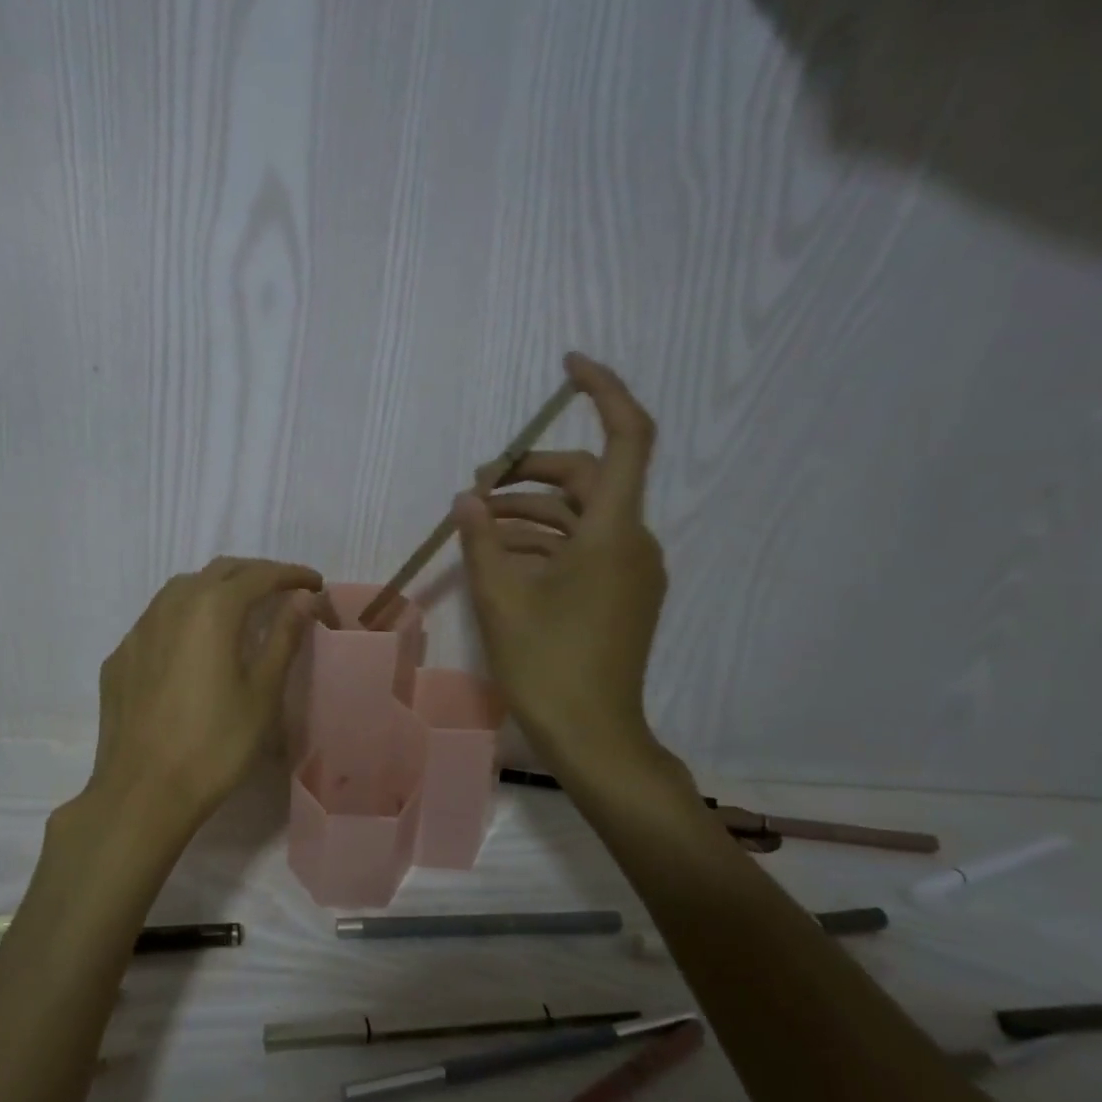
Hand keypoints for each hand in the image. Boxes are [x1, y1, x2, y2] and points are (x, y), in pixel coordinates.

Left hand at [65, 557, 322, 868]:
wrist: (142, 793)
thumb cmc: (215, 745)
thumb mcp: (262, 693)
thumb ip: (284, 637)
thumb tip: (304, 599)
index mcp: (212, 610)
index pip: (258, 575)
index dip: (290, 574)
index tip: (315, 583)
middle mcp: (171, 606)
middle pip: (219, 572)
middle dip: (255, 574)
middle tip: (283, 591)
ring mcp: (138, 630)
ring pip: (182, 589)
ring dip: (216, 588)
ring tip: (240, 609)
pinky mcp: (120, 656)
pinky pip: (157, 618)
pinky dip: (185, 615)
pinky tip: (193, 644)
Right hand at [454, 352, 668, 776]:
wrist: (593, 734)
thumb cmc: (547, 664)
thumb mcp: (500, 597)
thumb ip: (482, 537)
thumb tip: (469, 498)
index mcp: (613, 531)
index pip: (628, 436)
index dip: (604, 391)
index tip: (568, 366)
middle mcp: (632, 540)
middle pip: (588, 476)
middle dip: (532, 471)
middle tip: (479, 485)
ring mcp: (630, 569)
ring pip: (581, 514)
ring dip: (531, 509)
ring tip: (478, 521)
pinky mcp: (621, 592)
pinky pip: (584, 546)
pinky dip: (545, 539)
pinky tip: (501, 551)